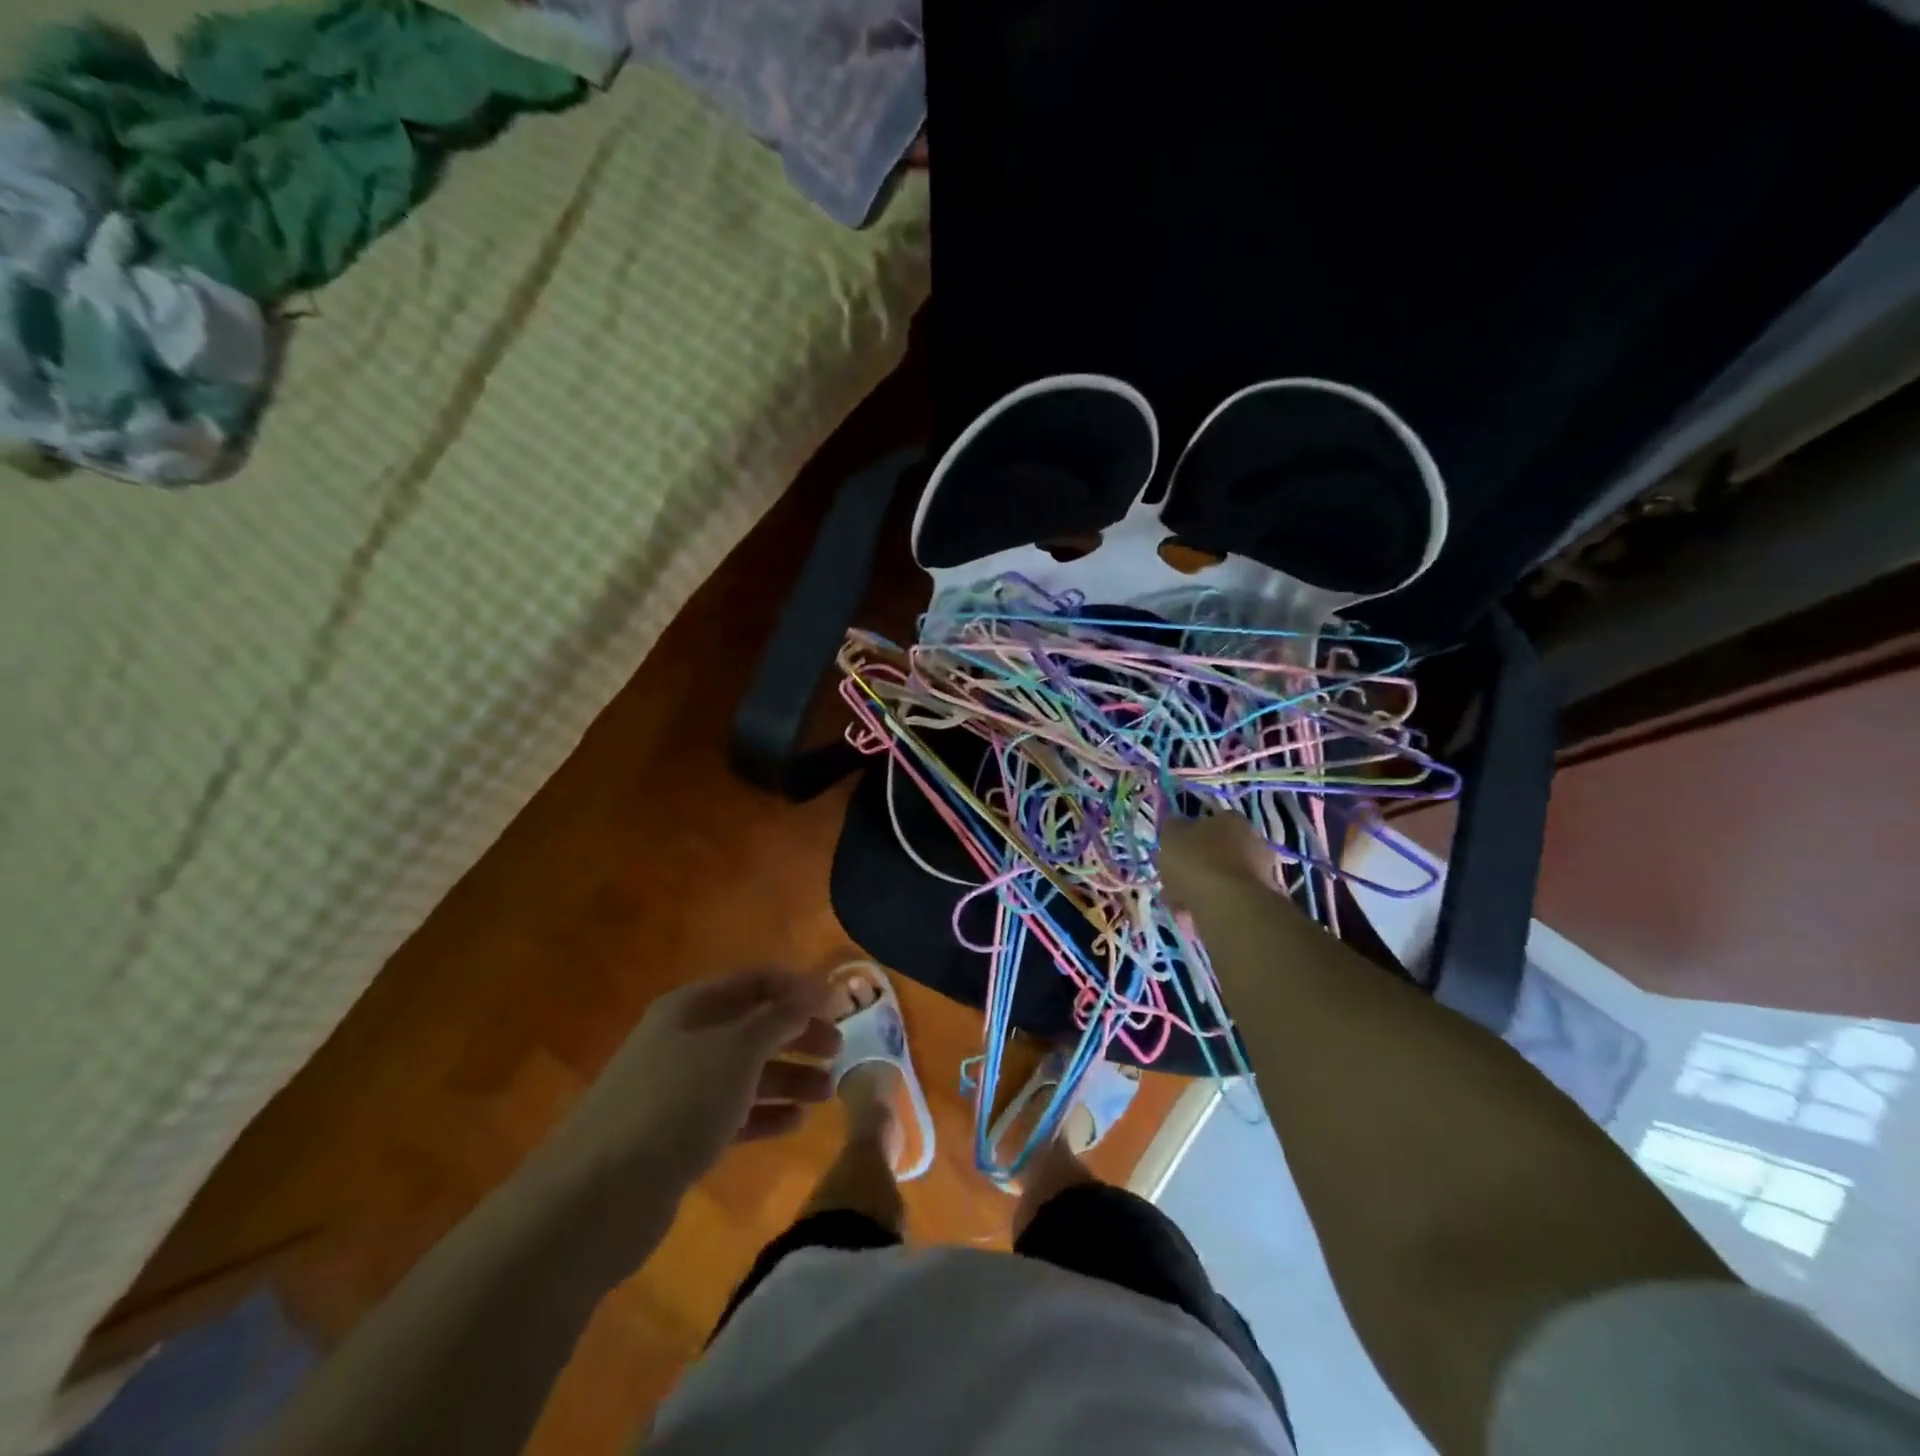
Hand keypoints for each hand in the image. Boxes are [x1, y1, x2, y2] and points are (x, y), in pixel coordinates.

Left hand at [552, 970, 842, 1192]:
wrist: (597, 1197)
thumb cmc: (676, 1103)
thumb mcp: (737, 1050)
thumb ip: (780, 1017)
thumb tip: (815, 989)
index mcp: (692, 1007)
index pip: (756, 981)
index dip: (799, 988)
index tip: (840, 1005)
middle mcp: (684, 1040)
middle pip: (753, 1026)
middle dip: (798, 1034)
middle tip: (839, 1050)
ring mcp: (678, 1090)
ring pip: (745, 1072)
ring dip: (788, 1077)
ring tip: (828, 1092)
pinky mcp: (677, 1136)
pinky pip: (732, 1113)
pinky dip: (765, 1113)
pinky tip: (796, 1123)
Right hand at [1159, 813, 1277, 911]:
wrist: (1229, 906)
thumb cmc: (1197, 862)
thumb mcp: (1171, 836)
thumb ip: (1171, 827)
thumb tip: (1176, 826)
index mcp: (1231, 820)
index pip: (1206, 823)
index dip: (1185, 838)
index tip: (1170, 854)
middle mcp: (1252, 841)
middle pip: (1212, 853)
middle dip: (1191, 868)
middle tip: (1170, 881)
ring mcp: (1259, 873)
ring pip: (1217, 879)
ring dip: (1196, 890)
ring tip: (1177, 904)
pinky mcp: (1258, 901)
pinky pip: (1224, 900)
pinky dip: (1208, 906)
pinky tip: (1191, 915)